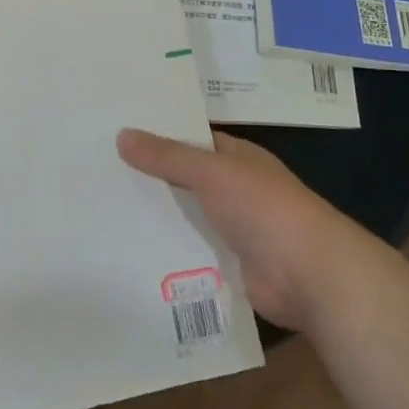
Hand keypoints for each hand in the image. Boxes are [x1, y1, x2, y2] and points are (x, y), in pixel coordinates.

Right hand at [117, 129, 344, 330]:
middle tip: (99, 174)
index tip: (117, 134)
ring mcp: (234, 229)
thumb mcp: (210, 171)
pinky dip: (168, 251)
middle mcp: (236, 189)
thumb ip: (166, 156)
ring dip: (157, 217)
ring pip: (186, 217)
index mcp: (238, 158)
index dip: (159, 136)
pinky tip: (130, 250)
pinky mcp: (229, 265)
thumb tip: (122, 135)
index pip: (193, 140)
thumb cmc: (263, 207)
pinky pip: (191, 252)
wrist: (309, 274)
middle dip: (151, 178)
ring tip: (105, 211)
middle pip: (185, 179)